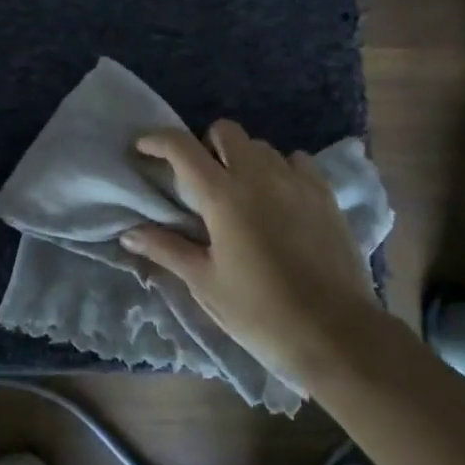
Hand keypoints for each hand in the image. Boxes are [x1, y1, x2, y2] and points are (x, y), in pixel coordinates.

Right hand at [121, 120, 379, 388]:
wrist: (336, 334)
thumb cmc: (260, 312)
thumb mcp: (206, 283)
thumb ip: (167, 249)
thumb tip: (128, 234)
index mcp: (223, 195)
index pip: (181, 147)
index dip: (157, 140)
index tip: (143, 148)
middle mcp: (259, 175)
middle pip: (226, 131)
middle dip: (206, 145)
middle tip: (201, 180)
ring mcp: (296, 180)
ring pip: (261, 146)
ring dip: (243, 159)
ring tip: (242, 193)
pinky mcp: (325, 193)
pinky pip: (296, 161)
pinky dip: (280, 170)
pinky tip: (279, 199)